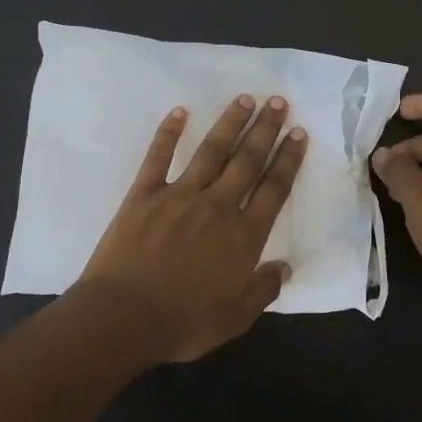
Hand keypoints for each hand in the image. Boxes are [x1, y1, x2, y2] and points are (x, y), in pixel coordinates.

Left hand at [78, 94, 306, 364]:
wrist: (123, 318)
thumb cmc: (183, 322)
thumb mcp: (235, 318)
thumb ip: (263, 290)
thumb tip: (285, 268)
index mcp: (243, 236)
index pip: (274, 189)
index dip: (288, 159)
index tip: (298, 134)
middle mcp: (217, 206)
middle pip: (247, 160)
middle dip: (266, 129)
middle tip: (278, 102)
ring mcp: (179, 196)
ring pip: (211, 151)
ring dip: (230, 123)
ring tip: (245, 98)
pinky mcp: (144, 195)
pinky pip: (159, 157)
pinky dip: (169, 133)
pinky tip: (180, 112)